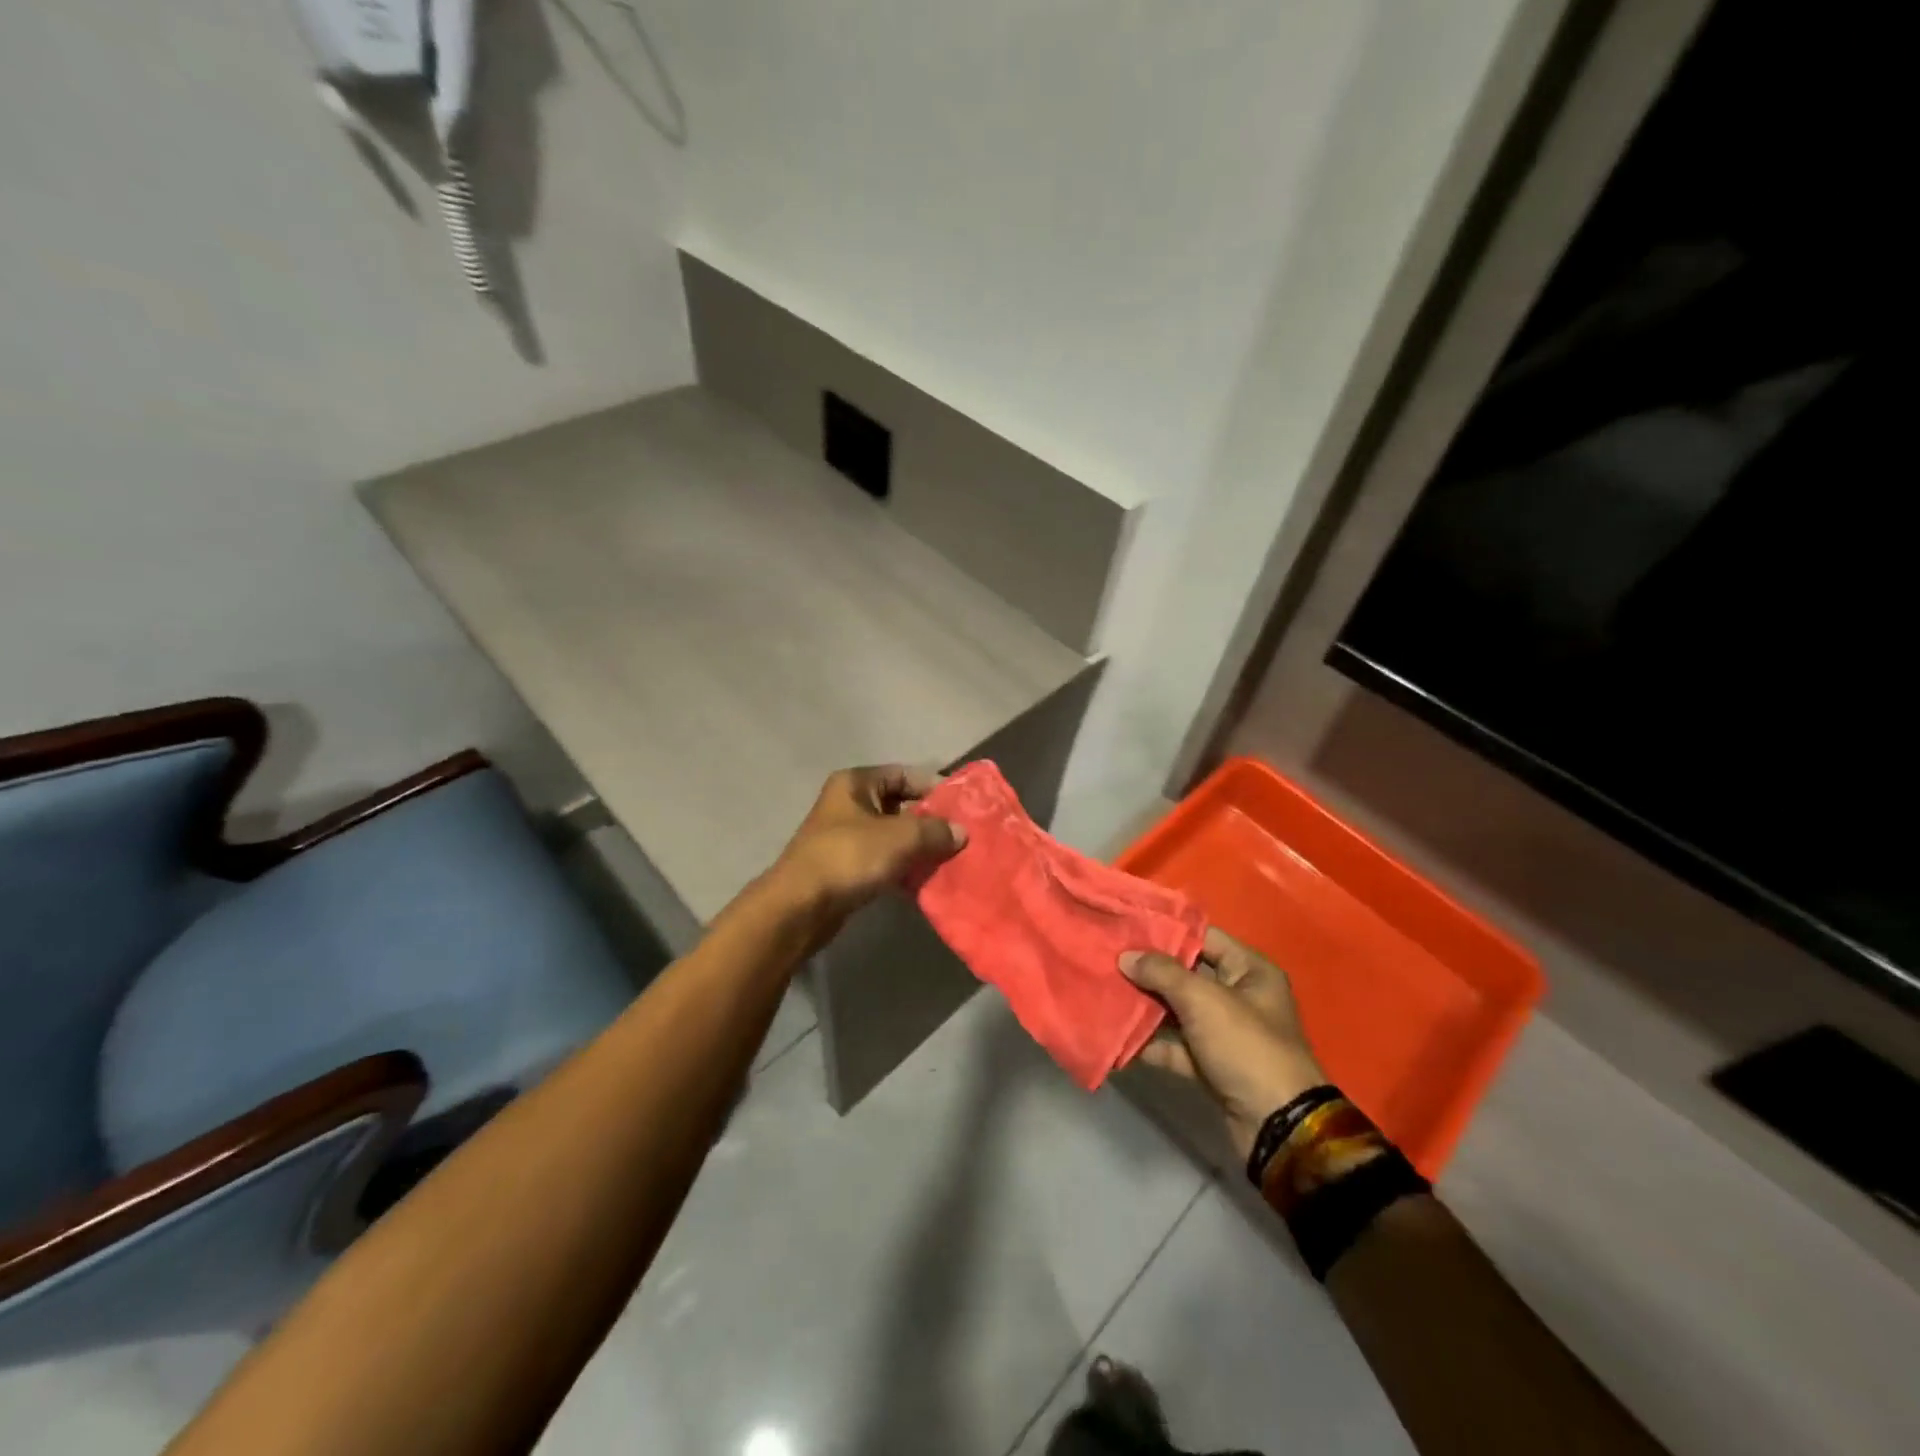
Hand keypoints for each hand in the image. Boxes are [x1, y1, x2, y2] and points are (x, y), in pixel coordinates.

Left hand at [767, 765, 965, 931]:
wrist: (800, 907)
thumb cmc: (848, 858)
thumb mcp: (899, 838)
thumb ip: (934, 831)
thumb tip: (961, 831)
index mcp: (856, 783)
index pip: (904, 774)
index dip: (933, 786)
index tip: (962, 806)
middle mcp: (849, 803)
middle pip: (900, 805)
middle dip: (930, 820)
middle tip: (961, 835)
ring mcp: (846, 836)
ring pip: (893, 835)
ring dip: (919, 847)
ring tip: (950, 859)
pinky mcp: (846, 867)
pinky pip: (884, 859)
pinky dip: (904, 867)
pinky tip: (926, 880)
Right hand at [1121, 928, 1326, 1159]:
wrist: (1277, 1125)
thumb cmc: (1246, 1046)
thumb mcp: (1203, 1000)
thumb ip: (1162, 973)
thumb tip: (1126, 957)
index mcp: (1250, 970)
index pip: (1203, 938)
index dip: (1166, 932)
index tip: (1126, 927)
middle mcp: (1239, 996)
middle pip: (1186, 974)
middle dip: (1148, 970)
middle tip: (1107, 958)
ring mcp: (1224, 1032)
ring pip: (1177, 1010)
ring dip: (1144, 1005)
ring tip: (1104, 992)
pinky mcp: (1211, 1064)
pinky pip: (1175, 1044)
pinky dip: (1149, 1042)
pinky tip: (1115, 1036)